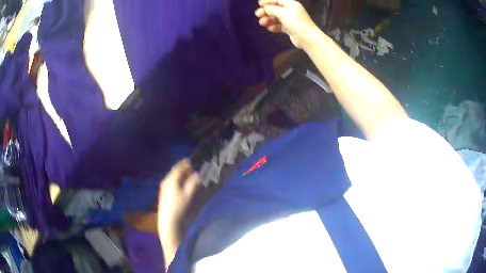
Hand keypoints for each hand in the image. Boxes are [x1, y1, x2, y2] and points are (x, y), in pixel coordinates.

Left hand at [158, 159, 199, 265]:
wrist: (168, 219)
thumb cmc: (179, 206)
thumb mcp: (188, 194)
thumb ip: (193, 183)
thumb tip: (197, 174)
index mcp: (171, 179)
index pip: (179, 167)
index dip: (186, 163)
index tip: (193, 161)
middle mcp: (166, 180)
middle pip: (175, 171)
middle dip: (184, 169)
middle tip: (192, 168)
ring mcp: (164, 187)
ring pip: (173, 177)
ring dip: (181, 175)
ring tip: (189, 175)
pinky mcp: (164, 192)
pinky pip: (172, 182)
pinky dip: (178, 180)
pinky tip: (182, 184)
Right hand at [255, 0, 316, 48]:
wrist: (307, 38)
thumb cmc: (296, 22)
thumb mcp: (282, 13)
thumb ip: (272, 9)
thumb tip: (266, 8)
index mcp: (291, 4)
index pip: (277, 0)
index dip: (268, 1)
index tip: (260, 4)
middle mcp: (291, 11)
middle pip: (275, 9)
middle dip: (266, 12)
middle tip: (258, 15)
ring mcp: (290, 20)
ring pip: (276, 18)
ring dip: (269, 20)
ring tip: (262, 23)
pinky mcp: (290, 28)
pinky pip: (280, 25)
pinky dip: (274, 26)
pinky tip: (271, 28)